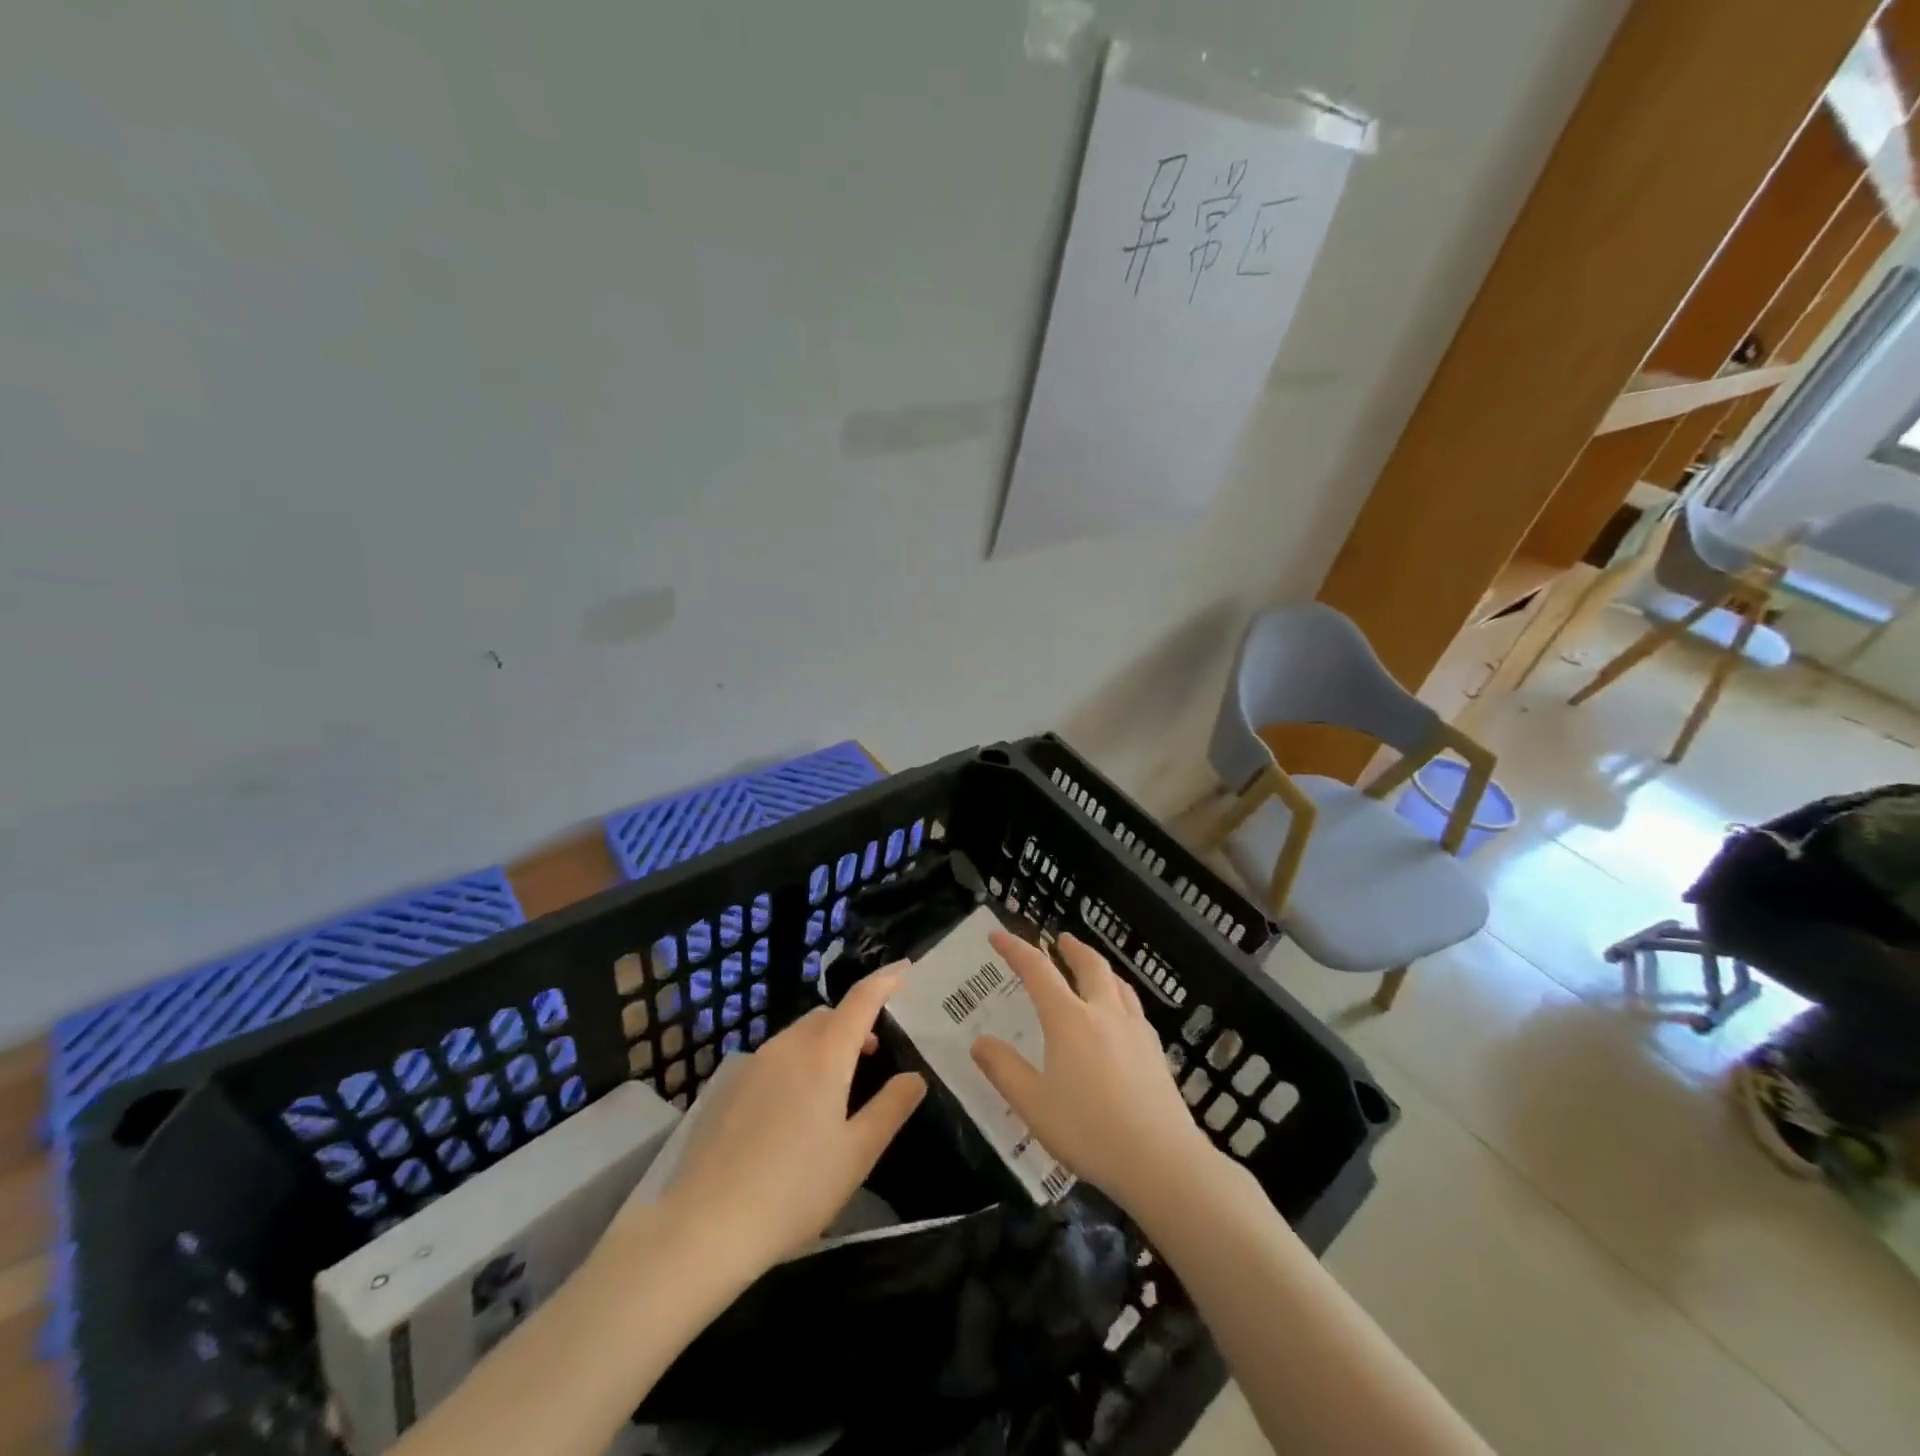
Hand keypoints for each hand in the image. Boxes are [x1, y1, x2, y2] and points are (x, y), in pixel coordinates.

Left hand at [637, 969, 925, 1282]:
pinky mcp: (728, 1087)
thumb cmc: (793, 1192)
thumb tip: (914, 1077)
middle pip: (828, 1015)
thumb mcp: (856, 1156)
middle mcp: (787, 1047)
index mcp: (824, 1056)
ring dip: (824, 1043)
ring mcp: (752, 1064)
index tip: (905, 969)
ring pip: (798, 1035)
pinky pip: (774, 1057)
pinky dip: (796, 1062)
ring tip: (837, 1085)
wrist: (703, 1228)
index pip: (861, 999)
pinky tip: (793, 1110)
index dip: (886, 980)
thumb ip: (890, 1109)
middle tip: (875, 1053)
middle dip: (855, 1021)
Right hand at [971, 931, 1217, 1214]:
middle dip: (1071, 947)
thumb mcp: (1033, 1105)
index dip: (1016, 949)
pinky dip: (1119, 994)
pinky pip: (1134, 1006)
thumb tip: (979, 1042)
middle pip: (1089, 965)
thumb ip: (1004, 1070)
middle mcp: (1104, 1013)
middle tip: (1059, 939)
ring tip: (1091, 968)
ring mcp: (1135, 1029)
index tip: (998, 935)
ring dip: (1099, 967)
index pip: (1038, 970)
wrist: (1162, 1161)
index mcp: (1069, 1020)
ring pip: (1117, 982)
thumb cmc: (1089, 1131)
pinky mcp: (1156, 1050)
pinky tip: (1120, 1014)